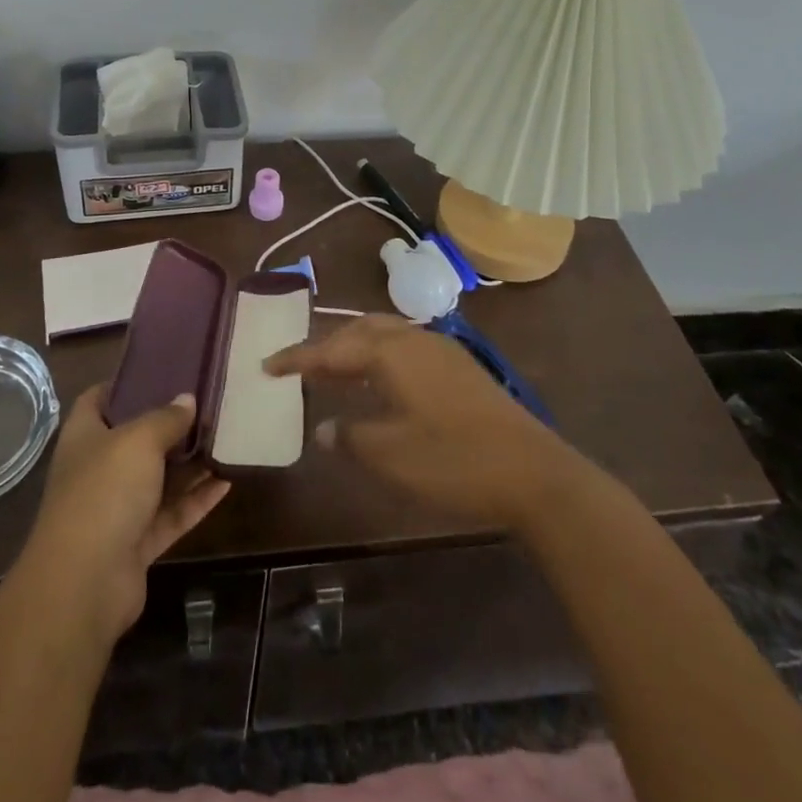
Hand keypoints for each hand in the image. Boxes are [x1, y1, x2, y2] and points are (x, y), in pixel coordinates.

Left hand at [20, 385, 230, 639]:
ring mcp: (117, 509)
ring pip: (157, 479)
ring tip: (223, 438)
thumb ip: (166, 418)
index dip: (123, 383)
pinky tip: (227, 482)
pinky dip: (196, 500)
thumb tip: (187, 399)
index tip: (159, 369)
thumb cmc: (104, 492)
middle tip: (205, 402)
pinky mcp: (137, 543)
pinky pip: (171, 514)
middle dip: (167, 424)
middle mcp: (97, 469)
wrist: (85, 583)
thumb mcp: (138, 440)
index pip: (98, 399)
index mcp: (84, 437)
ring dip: (187, 463)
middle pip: (134, 440)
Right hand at [264, 315, 578, 531]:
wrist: (533, 472)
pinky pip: (405, 347)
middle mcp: (413, 339)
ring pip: (385, 335)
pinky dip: (380, 356)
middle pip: (359, 330)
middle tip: (301, 367)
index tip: (267, 365)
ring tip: (335, 371)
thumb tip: (324, 427)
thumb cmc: (454, 461)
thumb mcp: (391, 455)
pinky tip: (381, 383)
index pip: (331, 349)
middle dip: (327, 345)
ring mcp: (441, 350)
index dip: (298, 358)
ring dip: (355, 347)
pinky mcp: (459, 367)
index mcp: (391, 353)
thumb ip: (351, 437)